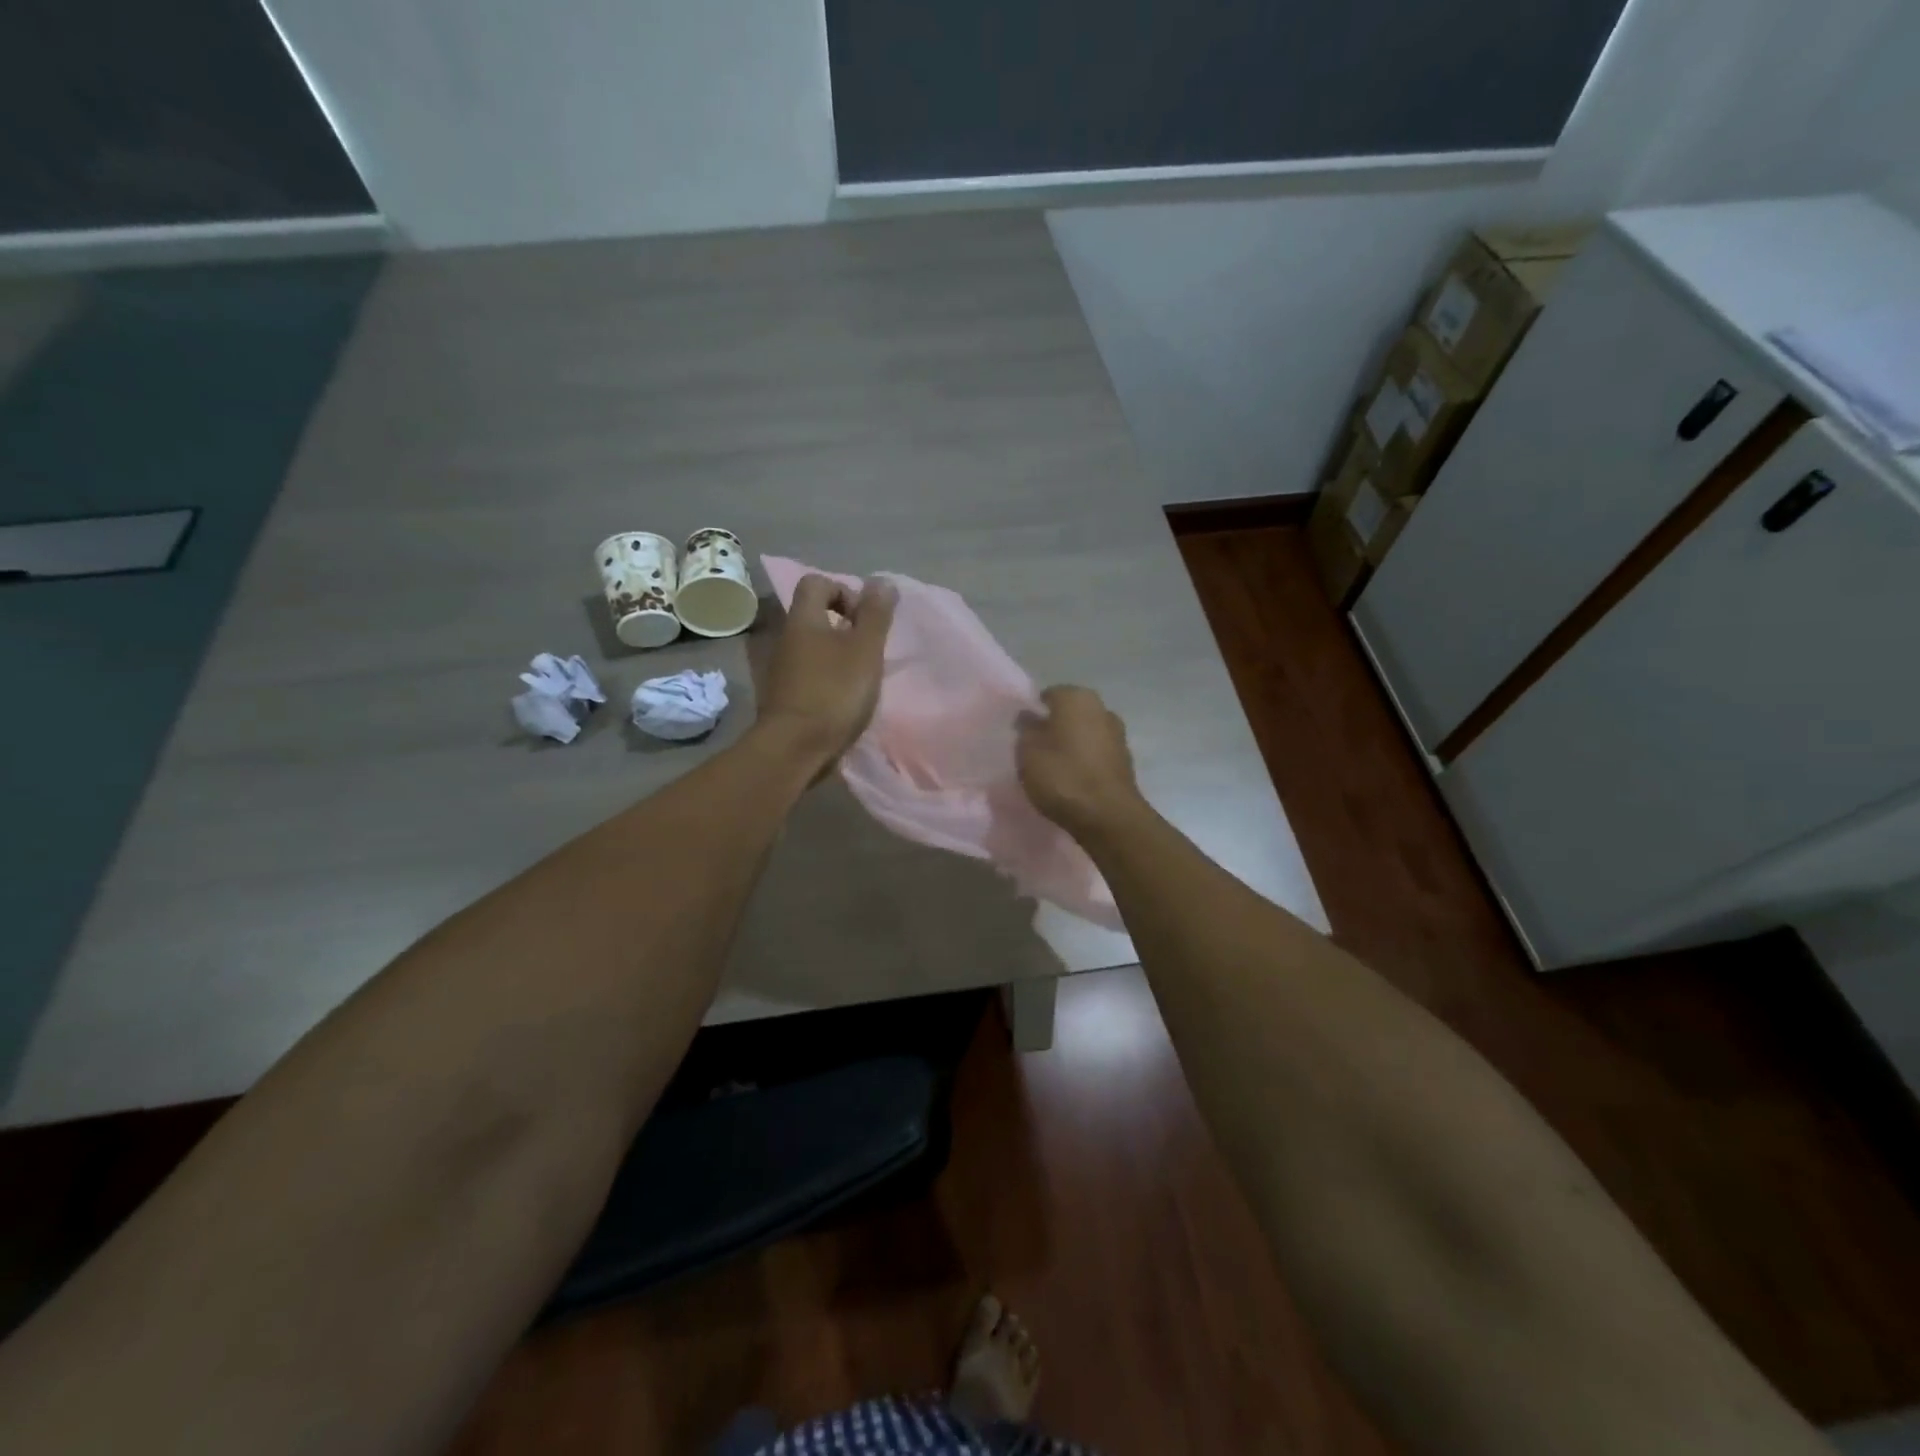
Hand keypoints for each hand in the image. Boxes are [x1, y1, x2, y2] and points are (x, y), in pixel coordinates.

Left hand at [759, 574, 896, 767]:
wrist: (794, 748)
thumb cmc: (834, 692)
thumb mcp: (865, 650)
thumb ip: (875, 614)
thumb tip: (881, 581)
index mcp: (803, 619)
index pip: (817, 582)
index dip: (844, 591)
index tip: (864, 620)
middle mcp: (786, 638)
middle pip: (815, 615)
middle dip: (845, 626)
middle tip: (868, 650)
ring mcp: (780, 668)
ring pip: (812, 646)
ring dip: (837, 655)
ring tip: (860, 677)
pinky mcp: (783, 695)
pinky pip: (808, 673)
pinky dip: (827, 678)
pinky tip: (843, 699)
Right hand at [1016, 685, 1143, 837]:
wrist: (1108, 817)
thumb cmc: (1062, 777)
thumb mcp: (1027, 752)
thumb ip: (1026, 729)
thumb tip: (1029, 717)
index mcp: (1076, 697)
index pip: (1048, 695)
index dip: (1032, 713)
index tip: (1020, 734)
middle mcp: (1101, 708)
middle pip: (1068, 713)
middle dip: (1053, 727)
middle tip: (1034, 750)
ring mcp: (1117, 734)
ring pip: (1084, 733)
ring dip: (1070, 744)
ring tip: (1052, 767)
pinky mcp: (1125, 760)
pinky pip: (1096, 753)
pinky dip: (1084, 761)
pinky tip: (1072, 779)